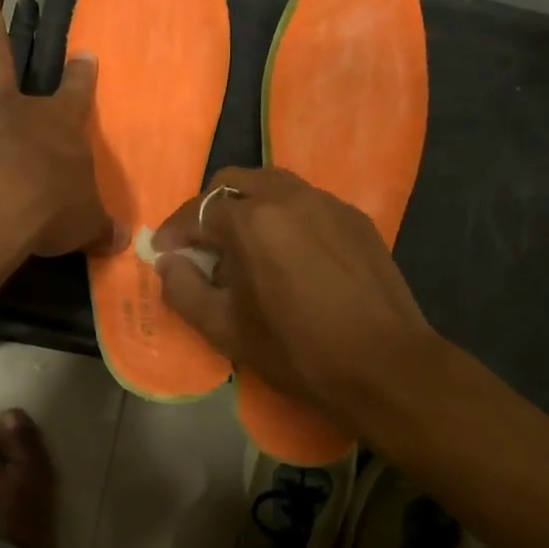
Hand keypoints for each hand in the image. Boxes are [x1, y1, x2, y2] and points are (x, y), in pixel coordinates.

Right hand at [152, 167, 438, 425]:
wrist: (385, 365)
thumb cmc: (297, 350)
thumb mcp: (226, 330)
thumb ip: (184, 290)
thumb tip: (168, 263)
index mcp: (251, 221)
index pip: (196, 210)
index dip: (173, 232)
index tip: (163, 253)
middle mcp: (288, 197)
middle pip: (233, 182)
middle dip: (208, 208)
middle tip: (202, 244)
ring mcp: (327, 202)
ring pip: (273, 185)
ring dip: (247, 205)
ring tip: (245, 244)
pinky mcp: (354, 217)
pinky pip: (307, 202)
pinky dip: (285, 216)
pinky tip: (290, 252)